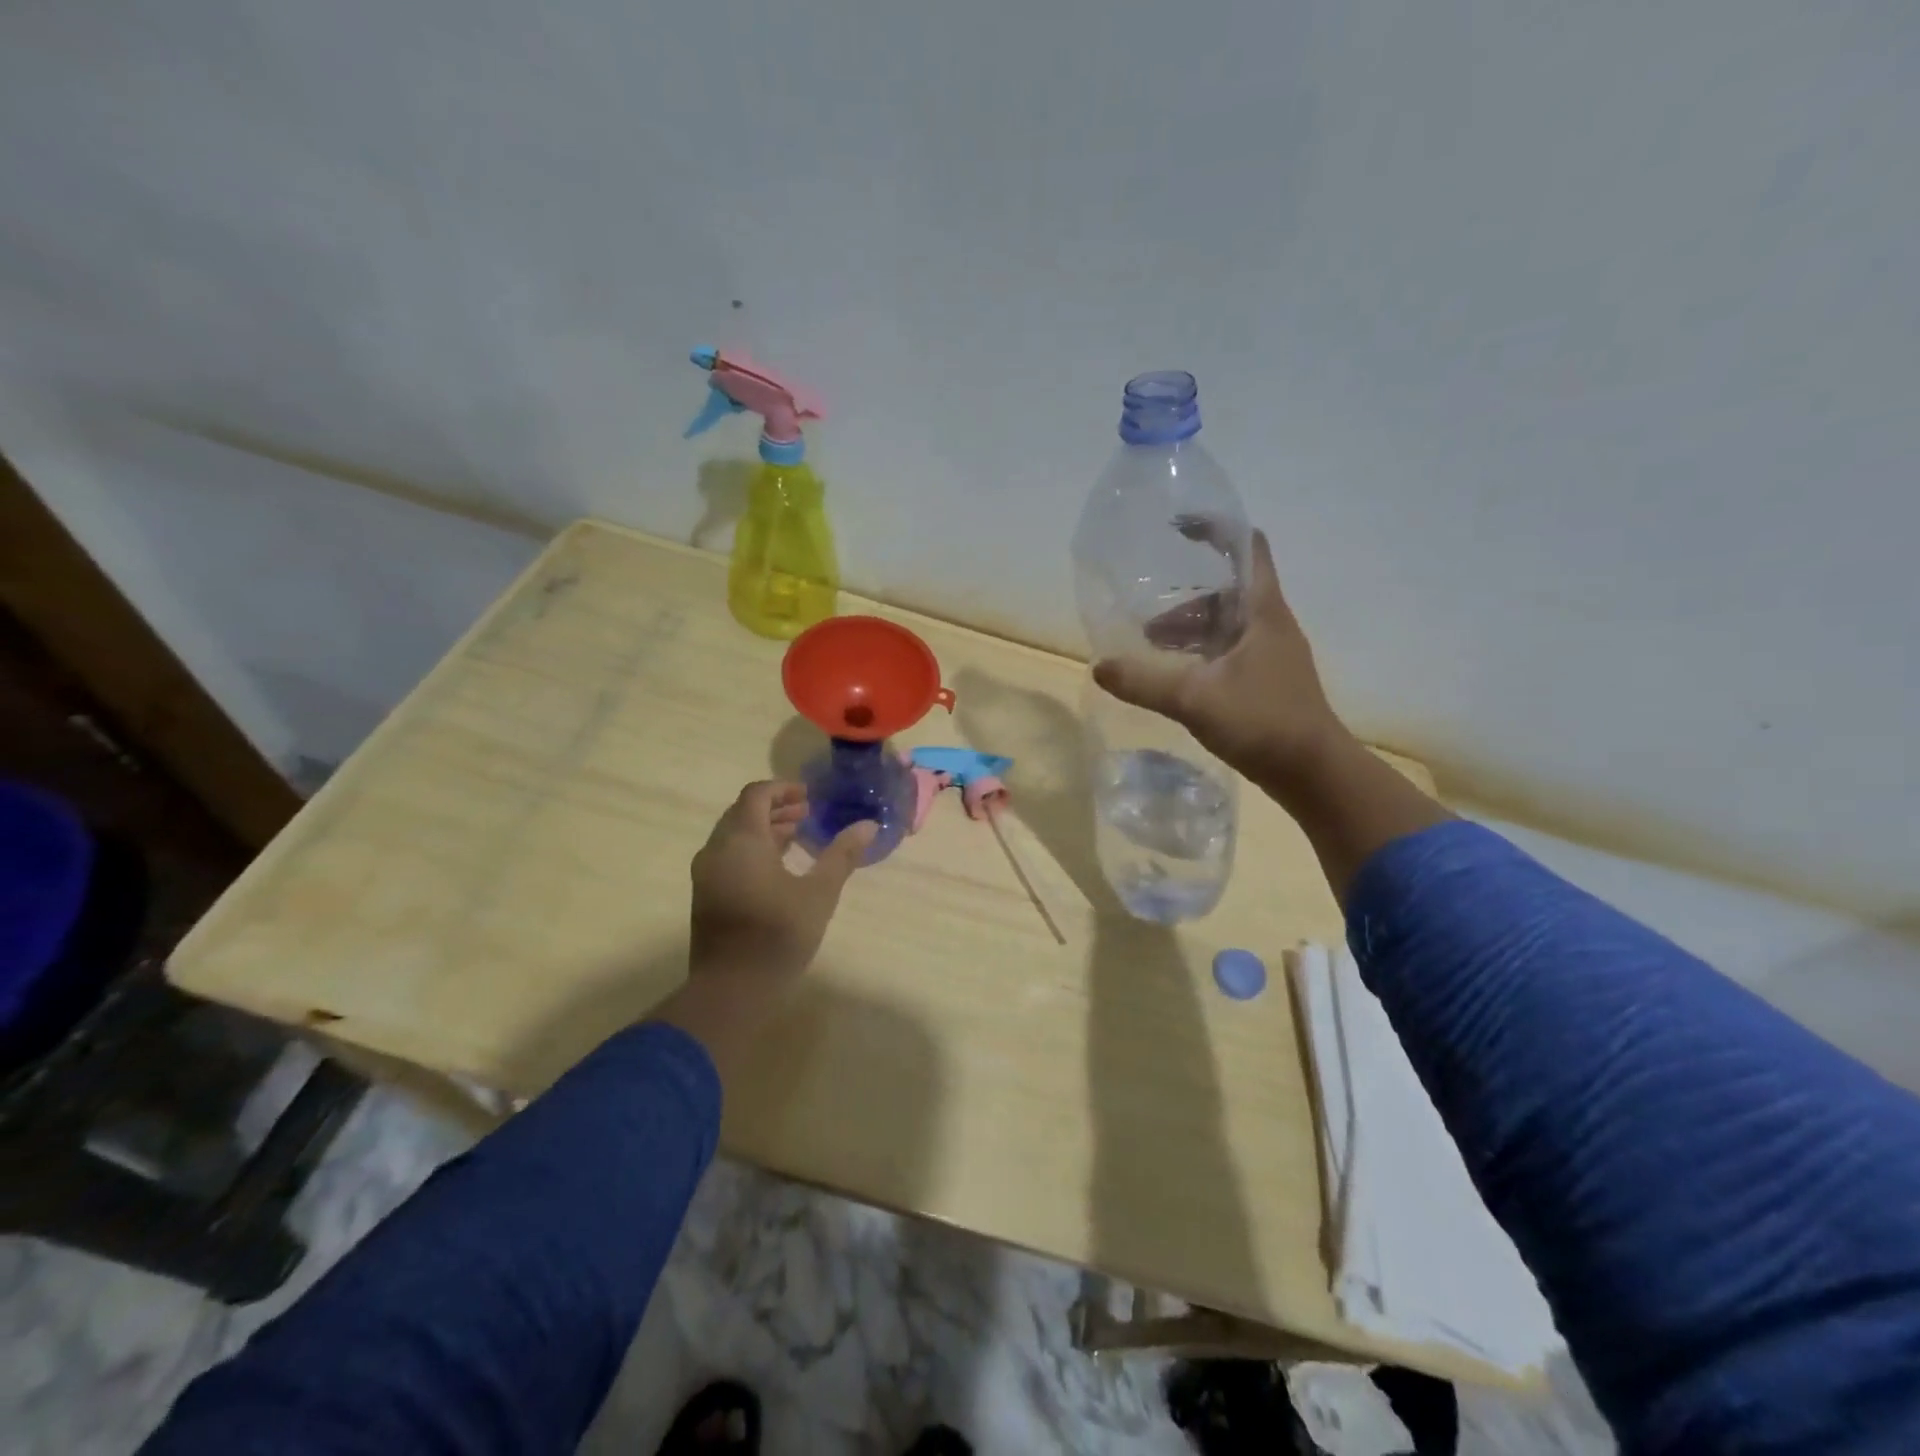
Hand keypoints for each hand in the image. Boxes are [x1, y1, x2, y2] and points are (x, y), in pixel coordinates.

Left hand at [654, 782, 875, 1077]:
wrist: (730, 991)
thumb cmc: (777, 935)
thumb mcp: (819, 894)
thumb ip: (841, 856)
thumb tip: (868, 826)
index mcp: (741, 840)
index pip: (756, 795)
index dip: (783, 789)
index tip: (810, 797)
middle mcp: (717, 850)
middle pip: (742, 812)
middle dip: (775, 808)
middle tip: (807, 813)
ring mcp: (706, 874)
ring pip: (734, 835)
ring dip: (764, 829)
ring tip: (797, 836)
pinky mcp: (705, 896)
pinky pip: (728, 856)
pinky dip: (752, 849)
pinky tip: (778, 867)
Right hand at [1092, 529, 1349, 792]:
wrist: (1314, 773)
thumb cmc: (1263, 722)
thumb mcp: (1195, 699)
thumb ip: (1144, 682)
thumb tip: (1098, 666)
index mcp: (1262, 611)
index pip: (1245, 548)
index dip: (1214, 529)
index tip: (1176, 528)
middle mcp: (1270, 624)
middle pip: (1226, 590)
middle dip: (1185, 596)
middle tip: (1146, 611)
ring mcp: (1270, 654)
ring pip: (1225, 624)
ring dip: (1189, 629)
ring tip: (1151, 647)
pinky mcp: (1266, 680)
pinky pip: (1227, 651)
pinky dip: (1199, 653)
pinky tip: (1175, 676)